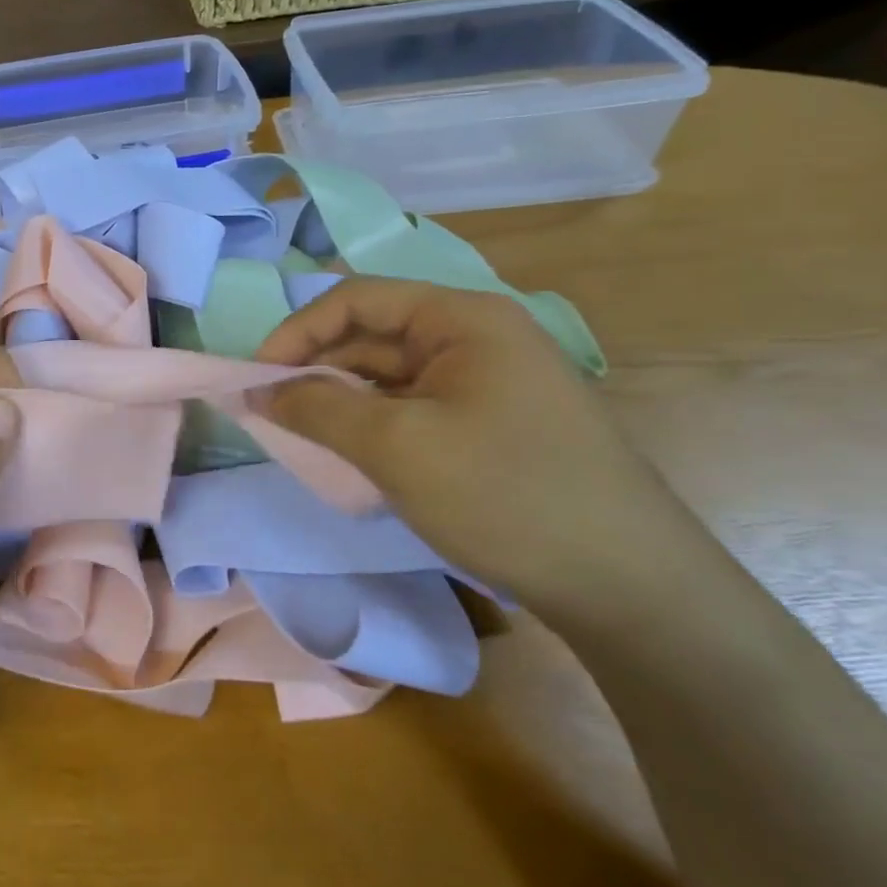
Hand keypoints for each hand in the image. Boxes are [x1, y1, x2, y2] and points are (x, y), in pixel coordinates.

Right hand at [255, 277, 716, 613]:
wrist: (629, 587)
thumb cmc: (504, 495)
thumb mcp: (396, 447)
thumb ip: (317, 408)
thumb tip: (258, 390)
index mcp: (462, 318)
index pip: (357, 299)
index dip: (297, 331)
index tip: (257, 377)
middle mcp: (477, 337)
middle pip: (373, 334)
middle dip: (316, 367)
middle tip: (270, 411)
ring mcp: (488, 382)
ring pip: (390, 374)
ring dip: (342, 398)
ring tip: (303, 434)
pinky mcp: (492, 423)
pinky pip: (414, 407)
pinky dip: (374, 423)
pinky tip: (353, 454)